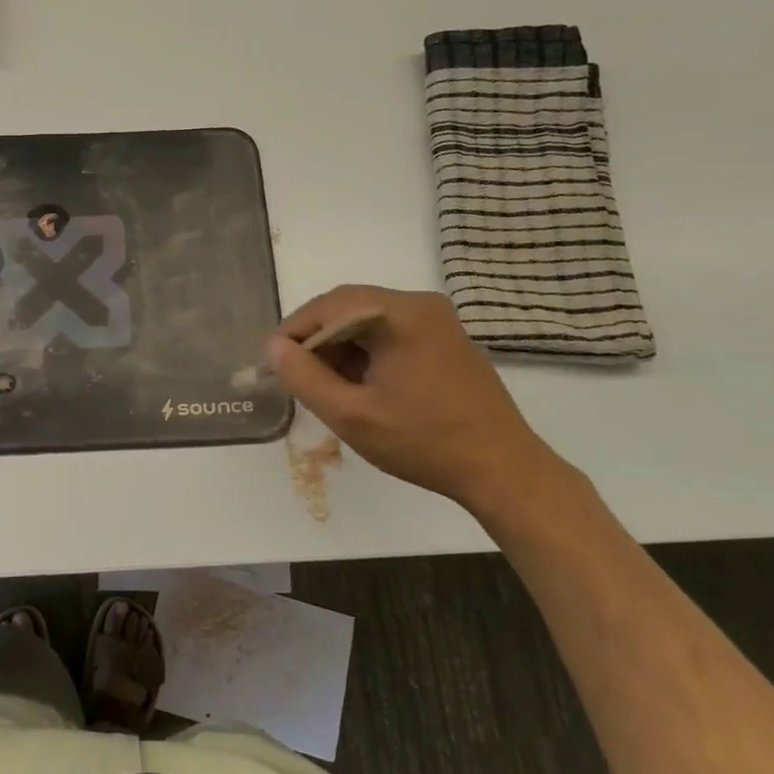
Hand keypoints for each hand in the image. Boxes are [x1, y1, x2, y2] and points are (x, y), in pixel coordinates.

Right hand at [266, 285, 565, 521]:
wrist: (502, 470)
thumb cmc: (424, 442)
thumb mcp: (351, 416)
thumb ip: (304, 378)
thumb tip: (273, 347)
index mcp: (400, 314)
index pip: (328, 307)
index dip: (293, 332)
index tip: (271, 364)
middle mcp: (420, 304)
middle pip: (348, 308)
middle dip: (315, 340)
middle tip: (293, 375)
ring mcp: (437, 320)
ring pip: (367, 319)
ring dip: (340, 346)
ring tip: (324, 385)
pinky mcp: (445, 338)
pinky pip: (390, 331)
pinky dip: (365, 351)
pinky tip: (359, 385)